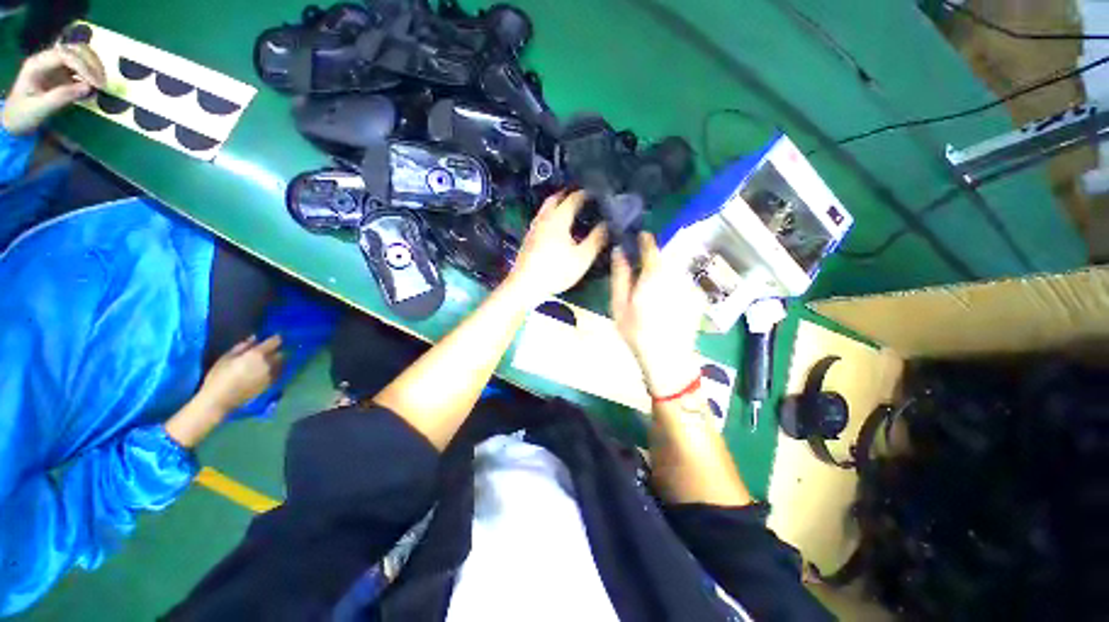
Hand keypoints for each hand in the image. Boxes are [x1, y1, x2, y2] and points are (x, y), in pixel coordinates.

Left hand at [3, 43, 105, 134]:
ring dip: (94, 66)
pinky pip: (82, 65)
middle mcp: (47, 58)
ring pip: (81, 54)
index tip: (96, 84)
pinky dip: (92, 72)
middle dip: (92, 64)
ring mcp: (55, 64)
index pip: (65, 55)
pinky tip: (95, 85)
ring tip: (101, 83)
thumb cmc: (24, 115)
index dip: (83, 66)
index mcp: (37, 64)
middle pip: (75, 50)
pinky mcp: (63, 71)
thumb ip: (61, 97)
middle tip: (102, 83)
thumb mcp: (40, 108)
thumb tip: (88, 88)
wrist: (16, 119)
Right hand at [197, 335, 283, 410]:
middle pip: (281, 353)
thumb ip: (242, 346)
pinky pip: (277, 373)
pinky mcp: (270, 384)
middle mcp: (268, 363)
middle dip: (276, 351)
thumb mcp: (226, 358)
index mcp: (257, 354)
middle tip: (268, 351)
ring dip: (277, 361)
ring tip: (267, 361)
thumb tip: (254, 338)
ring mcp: (271, 375)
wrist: (219, 400)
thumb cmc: (218, 377)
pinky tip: (266, 371)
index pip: (275, 342)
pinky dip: (275, 370)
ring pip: (281, 363)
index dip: (275, 338)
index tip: (274, 337)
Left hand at [505, 190, 606, 301]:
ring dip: (557, 204)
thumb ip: (596, 239)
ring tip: (569, 209)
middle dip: (568, 194)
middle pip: (555, 198)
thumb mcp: (582, 258)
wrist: (526, 285)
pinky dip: (550, 215)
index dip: (586, 194)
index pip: (573, 198)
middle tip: (581, 196)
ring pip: (546, 208)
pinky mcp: (528, 239)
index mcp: (558, 219)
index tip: (597, 193)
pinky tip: (555, 228)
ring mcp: (534, 228)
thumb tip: (607, 224)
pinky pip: (541, 219)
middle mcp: (544, 218)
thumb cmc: (556, 271)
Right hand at [610, 233, 705, 396]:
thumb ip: (620, 276)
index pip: (652, 247)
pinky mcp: (698, 298)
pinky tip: (667, 302)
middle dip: (656, 256)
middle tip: (644, 268)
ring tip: (654, 290)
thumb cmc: (637, 333)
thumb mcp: (619, 305)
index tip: (640, 237)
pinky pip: (684, 282)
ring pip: (677, 268)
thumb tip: (619, 251)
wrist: (668, 359)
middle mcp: (676, 275)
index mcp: (654, 275)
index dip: (646, 239)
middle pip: (668, 255)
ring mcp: (690, 286)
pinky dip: (675, 284)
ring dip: (666, 271)